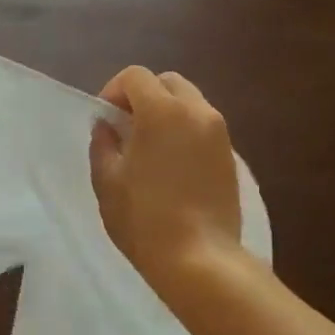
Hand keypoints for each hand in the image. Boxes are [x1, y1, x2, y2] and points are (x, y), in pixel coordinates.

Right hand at [90, 66, 242, 296]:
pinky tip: (173, 166)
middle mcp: (196, 111)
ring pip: (190, 102)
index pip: (135, 76)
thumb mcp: (107, 181)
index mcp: (162, 111)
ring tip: (151, 148)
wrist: (200, 258)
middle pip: (167, 82)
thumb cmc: (144, 218)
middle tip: (127, 129)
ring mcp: (219, 133)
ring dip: (167, 113)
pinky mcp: (231, 155)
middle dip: (144, 96)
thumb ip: (103, 145)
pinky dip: (185, 131)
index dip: (114, 91)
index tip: (106, 121)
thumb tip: (107, 127)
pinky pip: (204, 126)